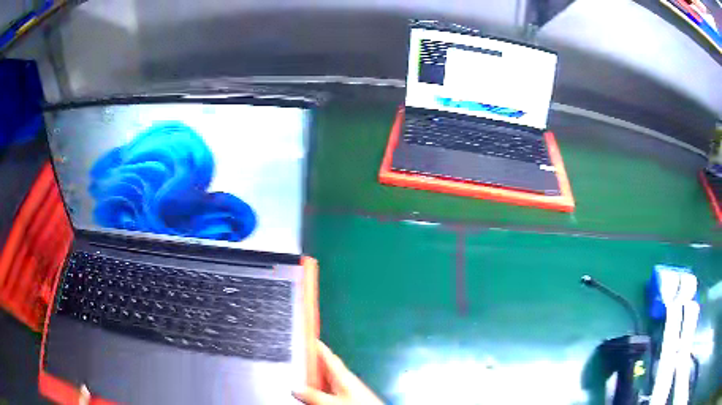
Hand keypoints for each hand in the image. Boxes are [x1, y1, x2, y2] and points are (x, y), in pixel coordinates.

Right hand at [293, 341, 382, 404]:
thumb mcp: (333, 402)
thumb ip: (314, 396)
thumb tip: (294, 388)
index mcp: (343, 374)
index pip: (327, 355)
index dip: (316, 346)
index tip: (303, 336)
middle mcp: (344, 379)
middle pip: (324, 367)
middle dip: (309, 362)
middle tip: (291, 357)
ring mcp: (347, 389)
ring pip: (325, 379)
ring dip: (312, 377)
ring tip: (294, 374)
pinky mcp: (347, 397)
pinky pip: (328, 388)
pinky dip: (318, 387)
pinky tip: (309, 392)